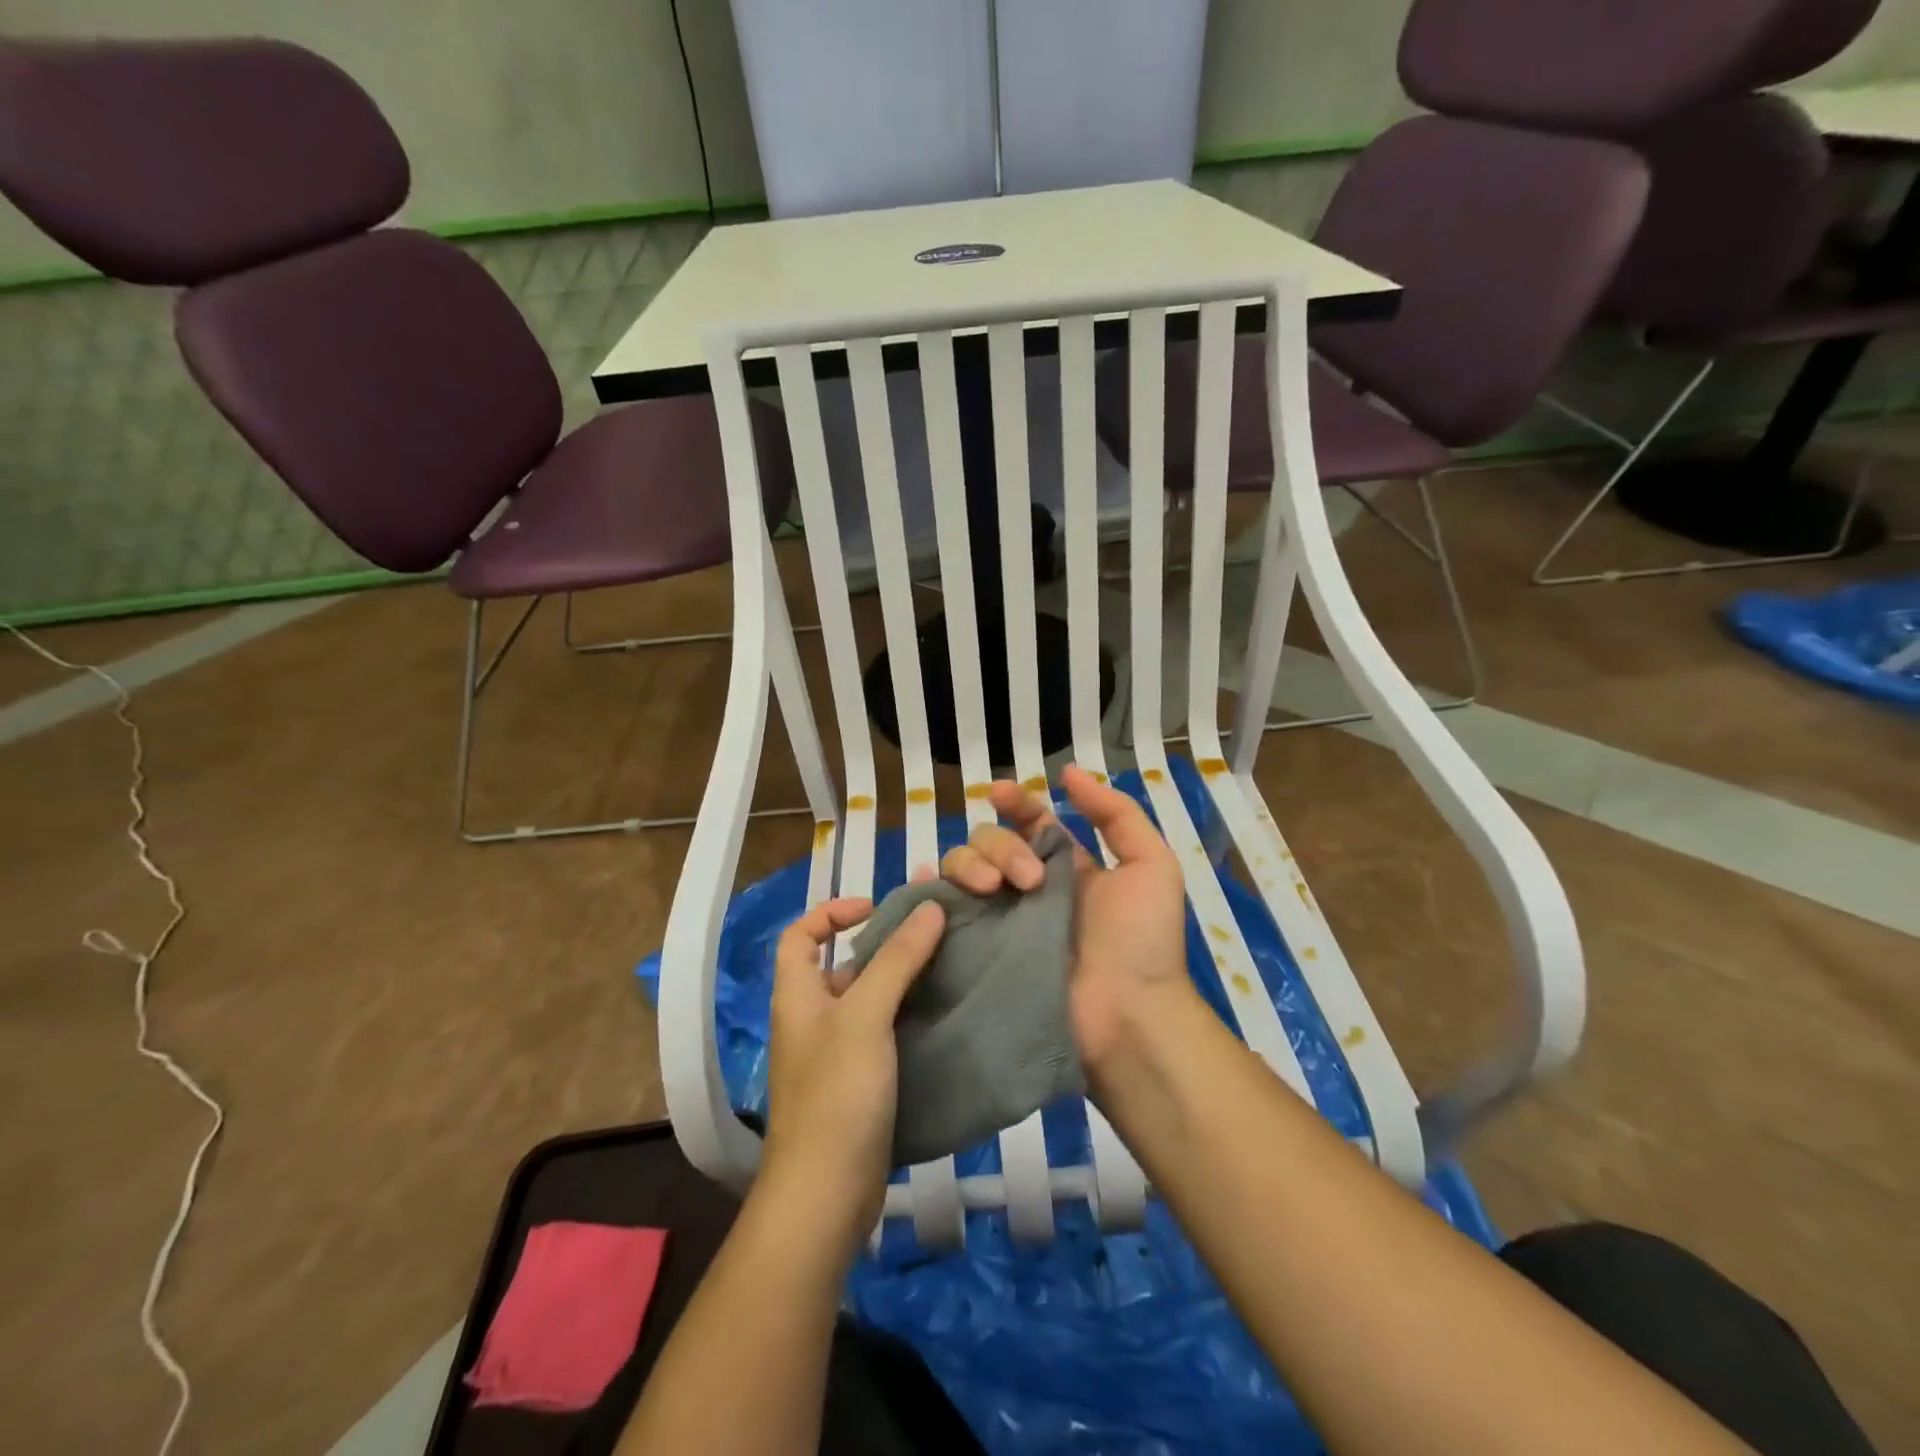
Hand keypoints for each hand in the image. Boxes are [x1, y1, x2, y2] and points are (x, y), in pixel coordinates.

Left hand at [759, 895, 946, 1255]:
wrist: (826, 1196)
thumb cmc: (836, 1094)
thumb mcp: (865, 1017)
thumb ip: (896, 960)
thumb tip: (928, 906)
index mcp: (798, 994)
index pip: (800, 933)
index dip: (832, 912)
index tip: (878, 908)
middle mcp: (812, 1019)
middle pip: (841, 965)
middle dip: (882, 944)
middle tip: (932, 934)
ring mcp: (835, 1055)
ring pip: (868, 1001)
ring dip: (902, 981)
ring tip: (948, 966)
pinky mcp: (859, 1084)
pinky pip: (883, 1034)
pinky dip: (909, 1018)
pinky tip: (944, 1014)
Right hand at [938, 764, 1193, 1077]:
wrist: (1127, 1013)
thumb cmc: (1143, 940)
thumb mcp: (1151, 864)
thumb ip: (1116, 814)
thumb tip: (1070, 772)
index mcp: (1065, 866)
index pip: (1030, 821)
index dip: (1015, 802)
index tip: (1000, 793)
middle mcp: (1027, 886)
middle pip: (991, 840)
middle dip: (1000, 845)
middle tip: (1027, 879)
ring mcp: (1000, 918)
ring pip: (962, 867)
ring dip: (969, 864)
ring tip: (992, 890)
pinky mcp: (978, 949)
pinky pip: (943, 912)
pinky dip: (929, 892)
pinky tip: (928, 885)